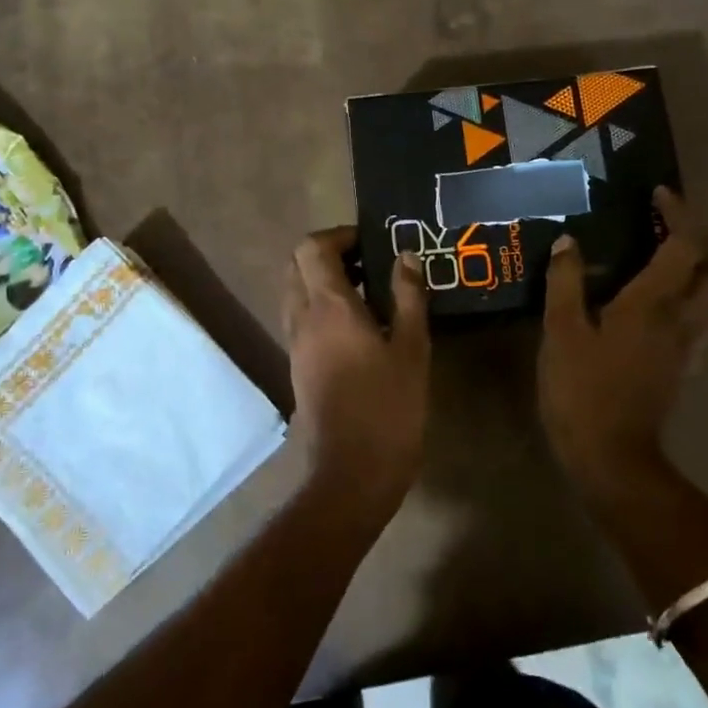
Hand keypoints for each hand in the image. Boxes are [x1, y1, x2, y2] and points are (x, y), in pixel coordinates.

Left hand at [282, 227, 430, 513]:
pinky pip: (301, 317)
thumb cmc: (388, 407)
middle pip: (296, 264)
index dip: (338, 235)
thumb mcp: (412, 349)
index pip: (311, 247)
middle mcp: (302, 318)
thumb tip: (405, 256)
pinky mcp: (297, 365)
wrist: (352, 472)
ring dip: (323, 280)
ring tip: (368, 293)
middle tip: (369, 263)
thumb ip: (408, 296)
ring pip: (295, 291)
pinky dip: (320, 305)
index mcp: (328, 307)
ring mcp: (295, 343)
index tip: (371, 243)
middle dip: (328, 253)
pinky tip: (358, 326)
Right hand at [539, 188, 707, 489]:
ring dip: (701, 275)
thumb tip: (569, 242)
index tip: (658, 194)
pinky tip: (660, 310)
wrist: (610, 456)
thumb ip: (565, 282)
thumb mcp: (561, 331)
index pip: (685, 246)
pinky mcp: (681, 370)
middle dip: (699, 244)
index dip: (678, 214)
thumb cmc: (582, 389)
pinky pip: (701, 327)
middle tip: (665, 232)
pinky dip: (691, 306)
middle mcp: (681, 321)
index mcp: (653, 304)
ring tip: (666, 266)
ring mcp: (686, 348)